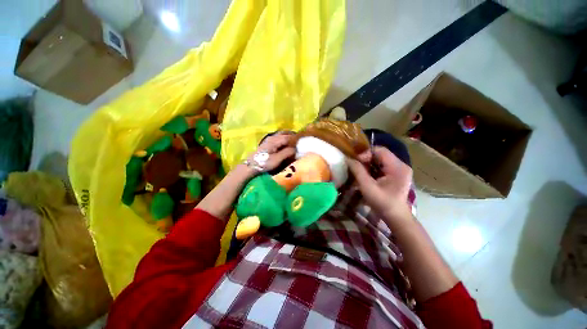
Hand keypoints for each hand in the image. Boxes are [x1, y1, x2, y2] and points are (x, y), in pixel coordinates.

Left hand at [247, 132, 295, 172]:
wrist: (252, 165)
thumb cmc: (265, 162)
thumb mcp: (277, 159)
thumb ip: (287, 153)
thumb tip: (295, 149)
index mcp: (275, 140)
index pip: (288, 137)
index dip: (295, 139)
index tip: (302, 142)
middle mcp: (272, 137)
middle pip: (285, 134)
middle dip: (292, 136)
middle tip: (299, 140)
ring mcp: (269, 139)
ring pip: (281, 135)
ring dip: (288, 137)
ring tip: (294, 141)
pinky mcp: (268, 143)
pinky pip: (278, 138)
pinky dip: (283, 139)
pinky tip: (285, 143)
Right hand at [347, 146, 412, 220]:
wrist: (395, 217)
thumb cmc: (382, 203)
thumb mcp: (367, 187)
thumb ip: (358, 171)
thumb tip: (348, 159)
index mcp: (397, 167)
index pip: (380, 150)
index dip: (366, 153)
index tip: (356, 162)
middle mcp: (401, 165)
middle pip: (380, 154)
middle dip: (366, 159)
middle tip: (356, 167)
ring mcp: (400, 170)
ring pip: (380, 160)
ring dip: (369, 164)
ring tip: (360, 172)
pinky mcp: (397, 174)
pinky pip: (382, 166)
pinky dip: (373, 168)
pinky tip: (367, 176)